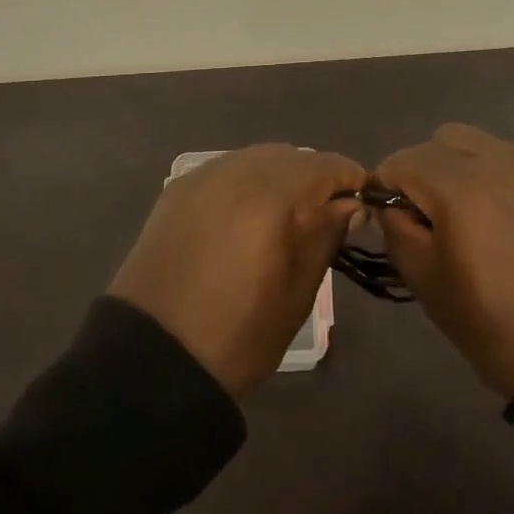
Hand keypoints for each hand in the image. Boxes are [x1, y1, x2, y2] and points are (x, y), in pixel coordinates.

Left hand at [109, 144, 364, 398]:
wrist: (151, 357)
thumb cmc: (238, 335)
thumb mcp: (298, 293)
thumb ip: (326, 236)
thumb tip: (350, 205)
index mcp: (273, 196)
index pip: (328, 166)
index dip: (351, 182)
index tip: (362, 207)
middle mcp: (238, 171)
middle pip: (292, 156)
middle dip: (316, 178)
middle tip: (325, 216)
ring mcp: (203, 176)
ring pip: (258, 158)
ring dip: (281, 177)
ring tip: (287, 216)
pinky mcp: (178, 189)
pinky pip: (227, 170)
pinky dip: (247, 182)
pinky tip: (247, 215)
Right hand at [375, 124, 513, 396]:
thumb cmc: (500, 325)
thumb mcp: (429, 286)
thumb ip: (397, 233)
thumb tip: (389, 207)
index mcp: (458, 187)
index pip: (400, 162)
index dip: (386, 189)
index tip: (393, 221)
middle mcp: (494, 160)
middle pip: (438, 141)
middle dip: (422, 171)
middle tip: (430, 217)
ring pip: (476, 143)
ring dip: (458, 167)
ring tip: (469, 213)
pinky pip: (510, 158)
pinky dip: (494, 176)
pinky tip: (506, 218)